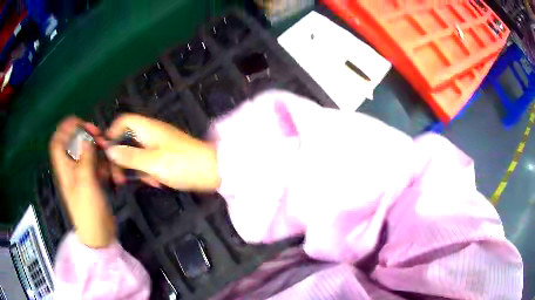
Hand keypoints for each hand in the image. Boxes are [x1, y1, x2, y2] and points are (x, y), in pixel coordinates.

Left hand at [49, 116, 115, 247]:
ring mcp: (82, 176)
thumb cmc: (88, 210)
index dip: (65, 129)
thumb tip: (87, 138)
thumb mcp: (86, 182)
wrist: (99, 235)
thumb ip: (85, 158)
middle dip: (87, 138)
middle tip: (100, 136)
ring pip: (88, 155)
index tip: (79, 122)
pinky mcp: (92, 183)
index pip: (58, 142)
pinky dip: (105, 166)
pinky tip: (112, 174)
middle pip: (75, 144)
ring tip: (110, 157)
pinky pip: (97, 166)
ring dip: (99, 153)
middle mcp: (71, 169)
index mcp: (64, 168)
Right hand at [104, 113, 219, 190]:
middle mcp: (151, 134)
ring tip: (144, 182)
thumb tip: (109, 150)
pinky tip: (156, 183)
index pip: (123, 121)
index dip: (112, 134)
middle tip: (119, 179)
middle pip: (127, 140)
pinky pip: (149, 162)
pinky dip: (149, 172)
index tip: (107, 154)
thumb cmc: (181, 164)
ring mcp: (159, 145)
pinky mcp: (166, 156)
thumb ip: (129, 156)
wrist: (212, 172)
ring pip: (137, 154)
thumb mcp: (152, 162)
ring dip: (136, 169)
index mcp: (147, 128)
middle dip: (122, 159)